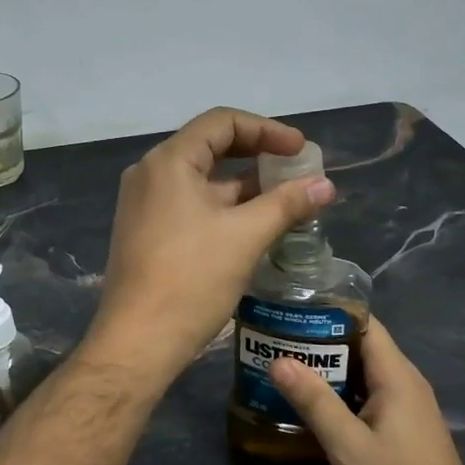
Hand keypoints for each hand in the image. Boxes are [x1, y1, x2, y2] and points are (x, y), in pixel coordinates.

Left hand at [84, 107, 335, 386]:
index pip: (222, 122)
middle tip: (297, 170)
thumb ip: (287, 204)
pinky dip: (225, 206)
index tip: (301, 149)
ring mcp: (145, 204)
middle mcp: (150, 174)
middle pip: (211, 147)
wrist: (138, 342)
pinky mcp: (148, 231)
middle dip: (258, 155)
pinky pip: (191, 204)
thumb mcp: (246, 236)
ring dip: (245, 184)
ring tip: (286, 198)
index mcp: (168, 162)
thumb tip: (326, 185)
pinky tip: (256, 223)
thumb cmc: (191, 280)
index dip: (267, 129)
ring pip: (202, 179)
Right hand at [270, 320, 464, 464]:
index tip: (291, 311)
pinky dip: (341, 392)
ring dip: (329, 369)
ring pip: (363, 372)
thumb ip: (314, 402)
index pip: (365, 323)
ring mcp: (407, 405)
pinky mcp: (404, 426)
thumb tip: (279, 360)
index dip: (329, 312)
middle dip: (320, 342)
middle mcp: (405, 382)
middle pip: (361, 346)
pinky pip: (368, 394)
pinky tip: (313, 404)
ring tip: (286, 368)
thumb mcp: (348, 447)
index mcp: (397, 376)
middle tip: (277, 342)